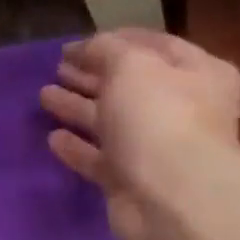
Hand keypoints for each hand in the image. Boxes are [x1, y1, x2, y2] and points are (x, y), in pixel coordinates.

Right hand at [40, 29, 239, 239]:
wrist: (172, 197)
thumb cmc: (159, 118)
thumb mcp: (132, 66)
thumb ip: (106, 50)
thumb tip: (87, 47)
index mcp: (196, 73)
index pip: (152, 46)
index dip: (113, 41)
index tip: (74, 44)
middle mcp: (179, 108)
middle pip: (128, 85)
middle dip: (92, 75)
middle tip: (57, 68)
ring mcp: (153, 148)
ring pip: (109, 121)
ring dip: (78, 108)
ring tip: (44, 96)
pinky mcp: (129, 181)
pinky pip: (98, 158)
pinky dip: (77, 147)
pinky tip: (52, 138)